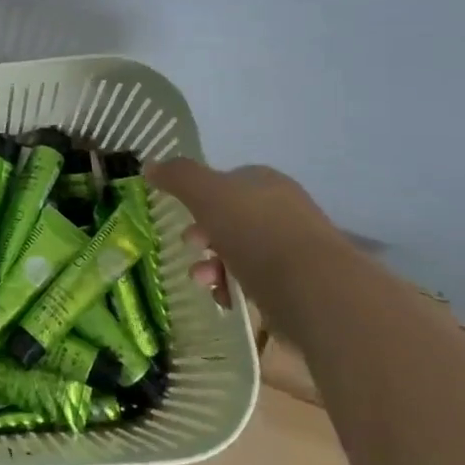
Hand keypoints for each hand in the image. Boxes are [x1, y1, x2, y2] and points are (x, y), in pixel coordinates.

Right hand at [145, 158, 347, 307]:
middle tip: (189, 247)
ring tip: (203, 281)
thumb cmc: (255, 232)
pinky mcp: (299, 286)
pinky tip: (226, 299)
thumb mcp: (206, 194)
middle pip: (230, 219)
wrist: (314, 290)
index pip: (226, 181)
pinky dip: (234, 289)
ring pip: (240, 253)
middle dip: (202, 236)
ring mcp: (294, 249)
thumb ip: (177, 176)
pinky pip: (256, 283)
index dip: (198, 197)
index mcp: (265, 182)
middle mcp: (283, 210)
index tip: (181, 216)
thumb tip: (150, 165)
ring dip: (213, 265)